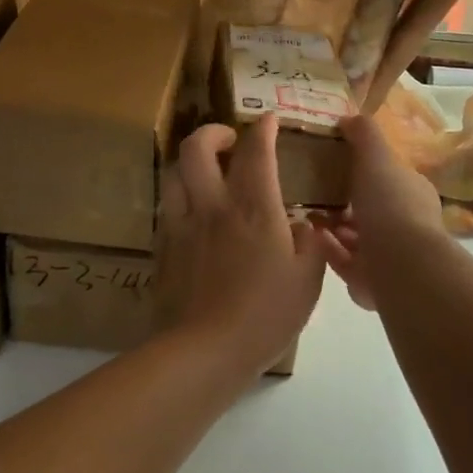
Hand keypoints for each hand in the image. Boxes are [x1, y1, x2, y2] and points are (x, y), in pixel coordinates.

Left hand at [153, 116, 327, 376]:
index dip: (262, 129)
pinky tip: (194, 214)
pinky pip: (168, 207)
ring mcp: (181, 225)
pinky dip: (181, 197)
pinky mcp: (163, 248)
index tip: (268, 121)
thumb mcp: (307, 281)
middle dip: (213, 132)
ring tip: (207, 173)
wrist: (204, 351)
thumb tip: (302, 225)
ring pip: (174, 173)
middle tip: (229, 140)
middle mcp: (212, 205)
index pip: (256, 151)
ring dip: (191, 163)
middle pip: (197, 148)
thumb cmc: (265, 315)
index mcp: (253, 208)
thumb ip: (309, 245)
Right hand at [316, 115, 445, 312]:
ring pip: (357, 239)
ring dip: (333, 229)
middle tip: (313, 194)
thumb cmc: (390, 204)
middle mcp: (406, 224)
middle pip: (370, 210)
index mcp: (412, 193)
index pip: (388, 178)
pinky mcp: (374, 282)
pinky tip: (310, 240)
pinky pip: (346, 262)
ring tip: (305, 217)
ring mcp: (392, 256)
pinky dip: (329, 250)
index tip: (334, 166)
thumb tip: (349, 117)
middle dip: (344, 204)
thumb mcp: (377, 156)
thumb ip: (364, 134)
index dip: (364, 172)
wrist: (400, 264)